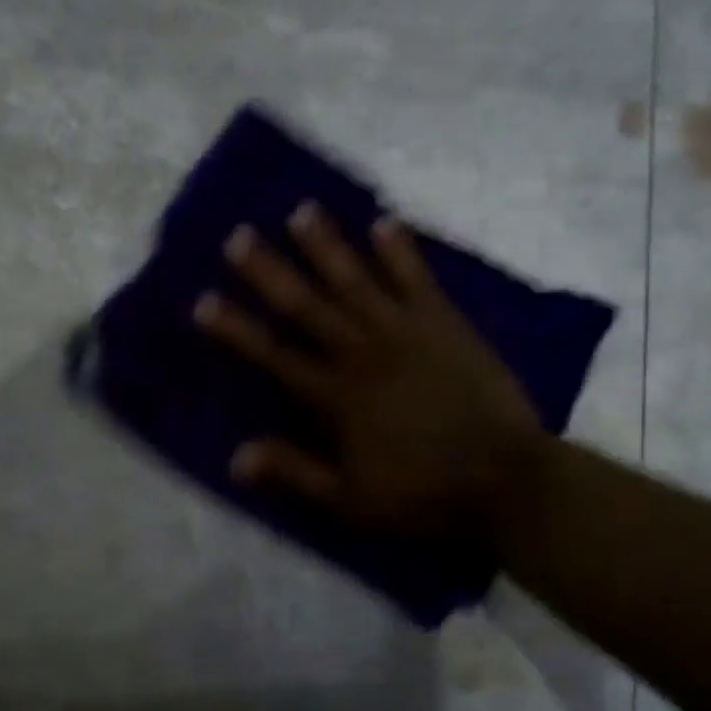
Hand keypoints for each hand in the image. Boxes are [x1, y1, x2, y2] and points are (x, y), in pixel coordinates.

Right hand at [194, 203, 544, 543]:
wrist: (507, 481)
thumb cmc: (423, 496)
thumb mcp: (349, 501)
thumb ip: (294, 472)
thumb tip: (236, 456)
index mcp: (336, 398)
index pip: (274, 356)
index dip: (236, 329)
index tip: (204, 301)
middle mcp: (363, 354)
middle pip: (307, 306)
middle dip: (270, 272)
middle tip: (239, 236)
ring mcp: (406, 333)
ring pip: (356, 281)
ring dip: (326, 246)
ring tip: (301, 210)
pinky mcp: (446, 324)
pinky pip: (418, 279)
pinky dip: (400, 251)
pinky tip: (384, 222)